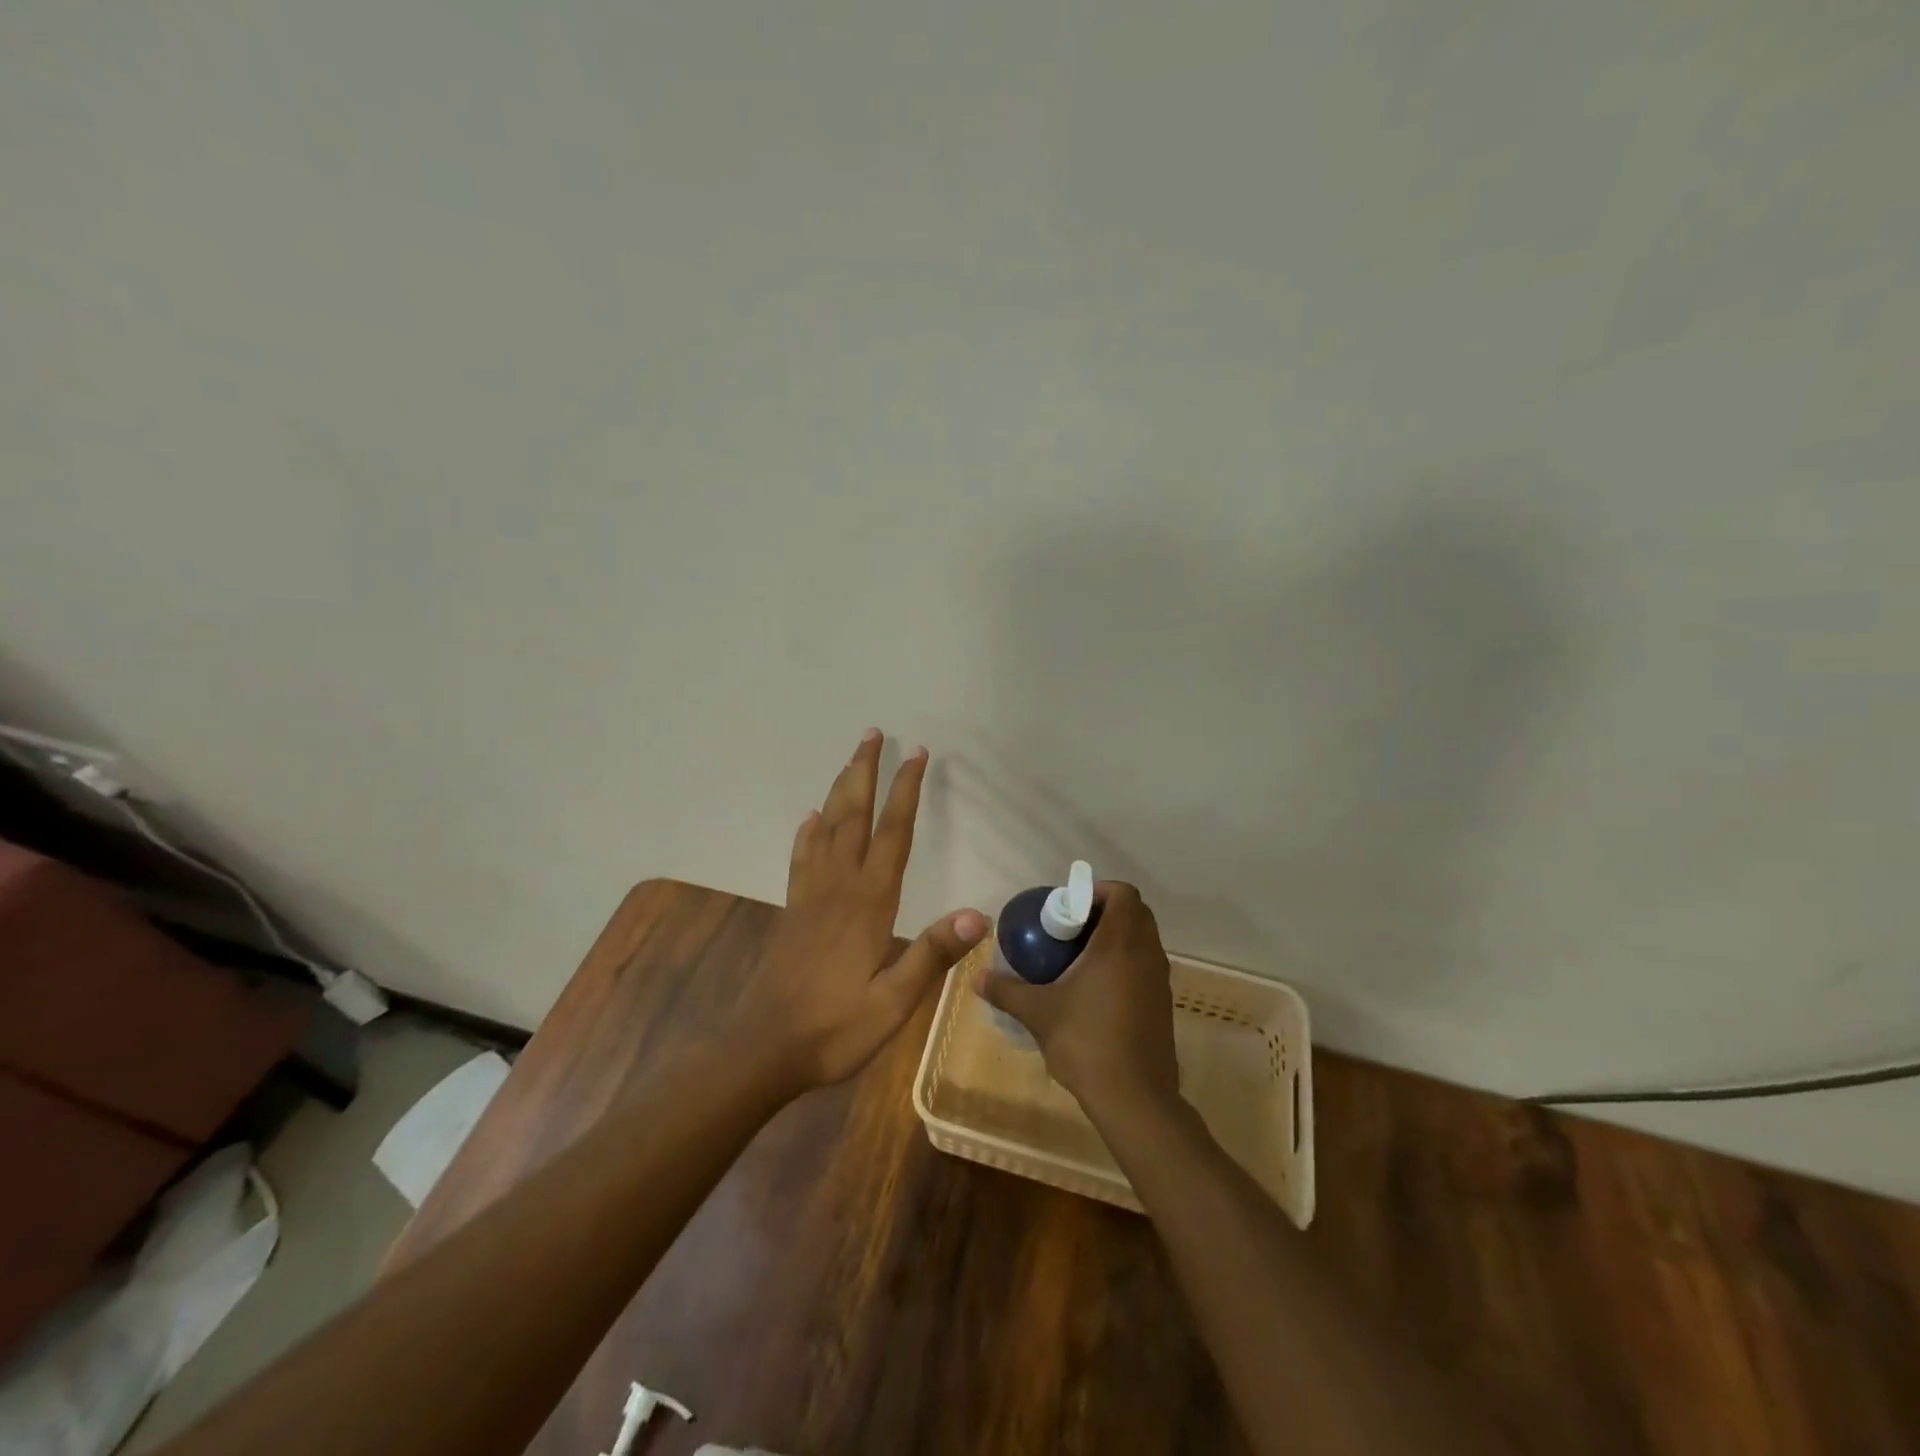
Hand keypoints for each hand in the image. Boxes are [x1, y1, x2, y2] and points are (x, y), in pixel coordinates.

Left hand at [738, 729, 988, 1092]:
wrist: (763, 1049)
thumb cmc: (834, 1029)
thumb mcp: (893, 1003)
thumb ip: (932, 956)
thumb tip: (978, 916)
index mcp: (869, 903)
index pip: (893, 833)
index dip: (906, 791)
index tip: (917, 754)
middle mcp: (839, 887)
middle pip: (853, 815)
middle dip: (865, 771)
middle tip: (874, 733)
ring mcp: (811, 896)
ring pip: (826, 828)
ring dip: (839, 789)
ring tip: (850, 759)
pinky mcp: (794, 911)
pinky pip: (802, 858)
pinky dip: (808, 832)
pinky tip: (810, 819)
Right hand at [974, 881, 1180, 1116]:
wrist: (1135, 1098)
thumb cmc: (1087, 1041)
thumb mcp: (1038, 1013)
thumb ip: (1006, 990)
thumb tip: (976, 978)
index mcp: (1120, 943)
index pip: (1123, 893)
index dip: (1098, 891)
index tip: (1070, 907)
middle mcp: (1146, 953)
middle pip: (1135, 913)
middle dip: (1104, 913)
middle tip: (1070, 930)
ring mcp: (1159, 980)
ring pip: (1142, 940)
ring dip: (1116, 939)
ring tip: (1079, 959)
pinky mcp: (1162, 1004)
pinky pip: (1145, 966)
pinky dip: (1125, 964)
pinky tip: (1095, 990)